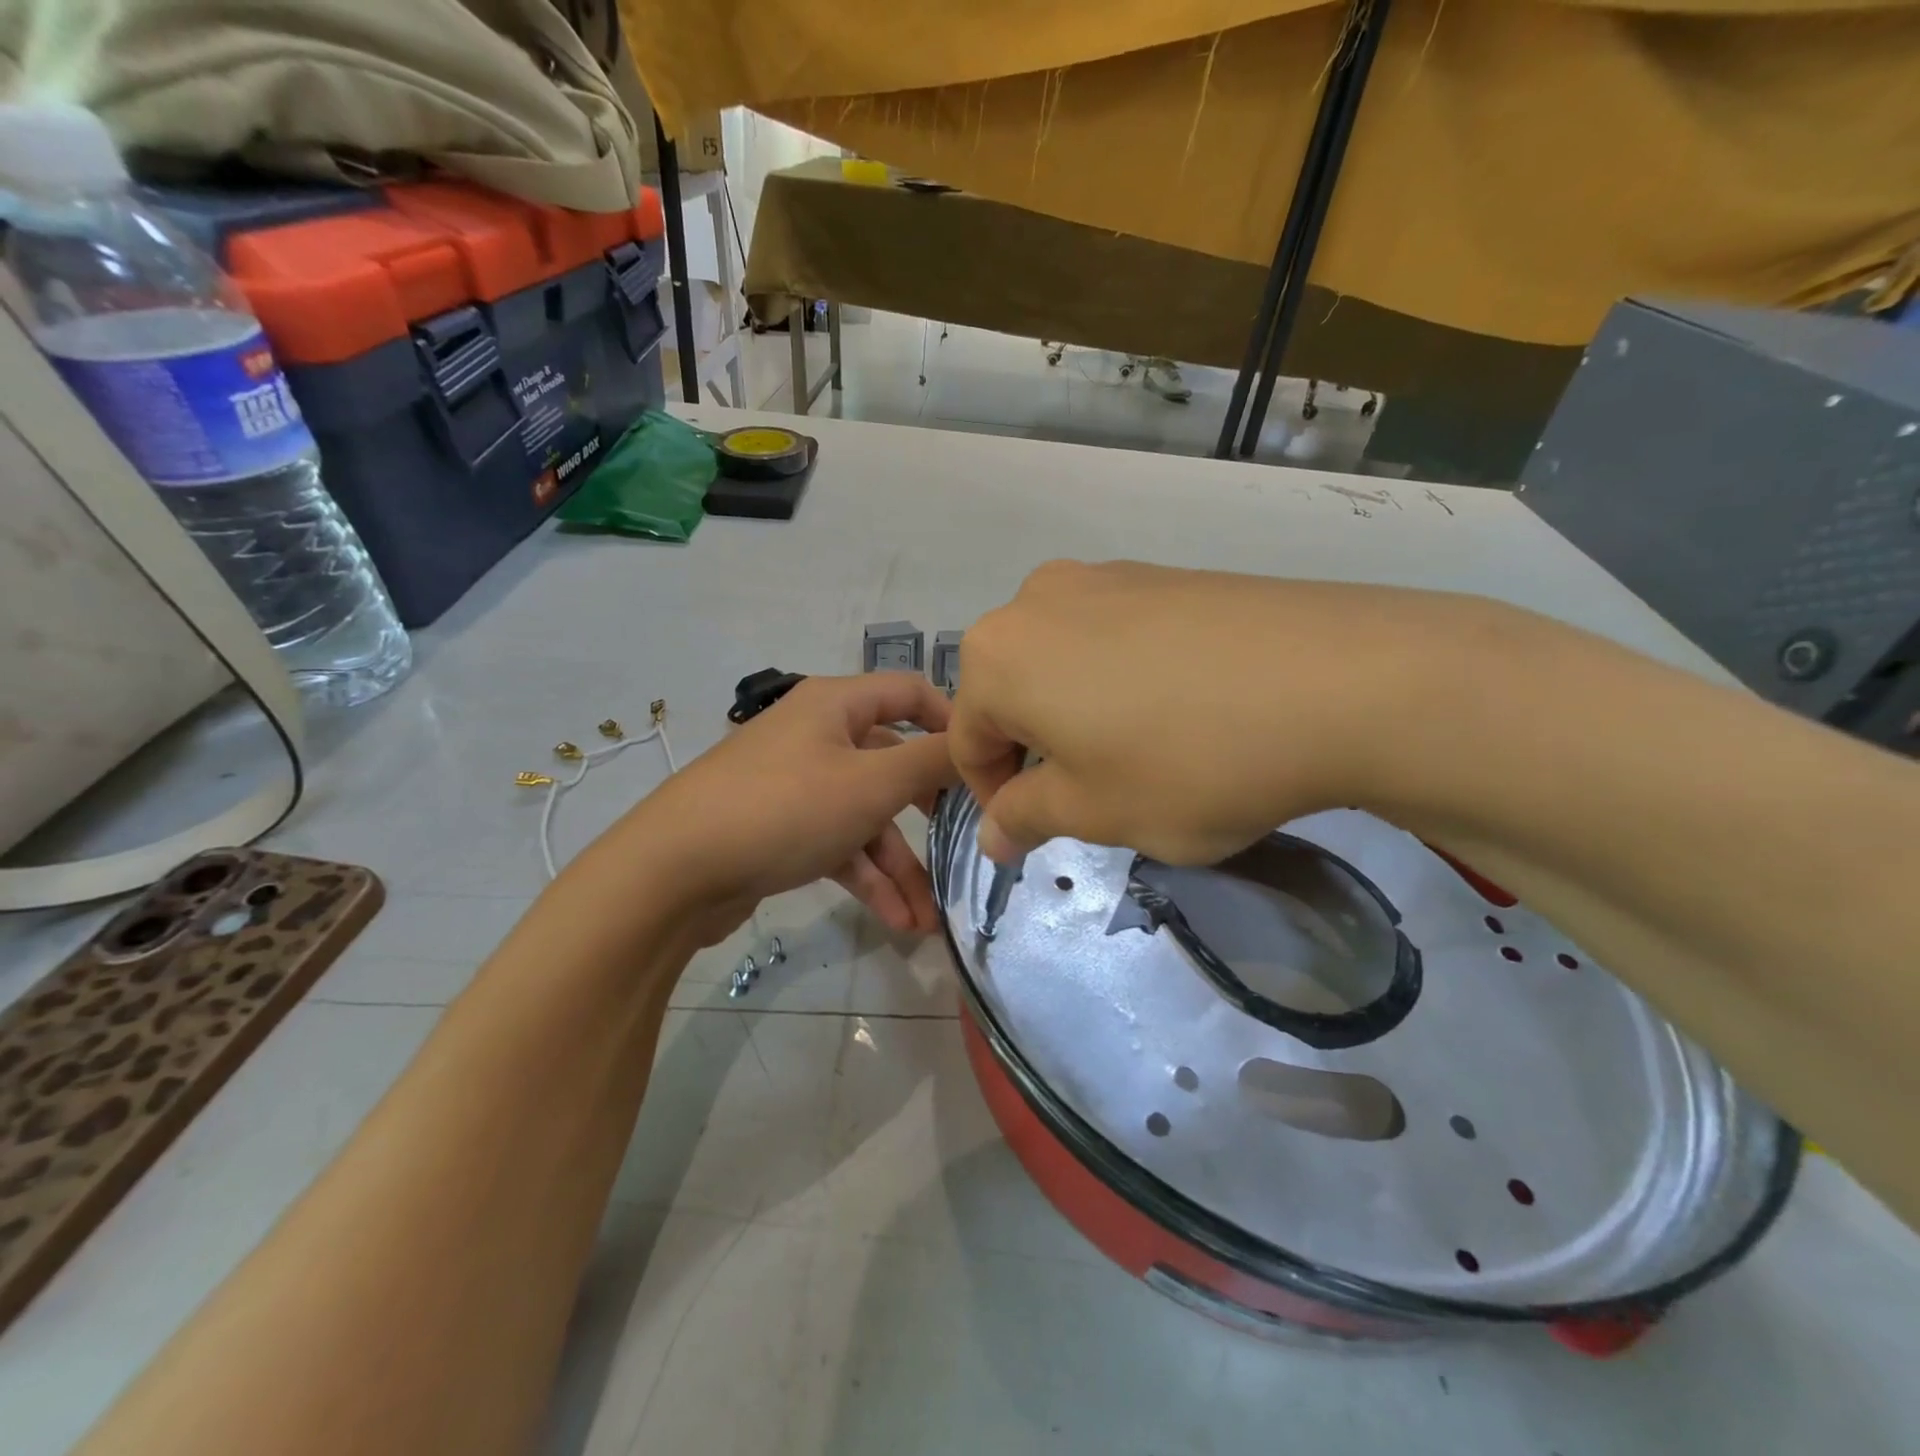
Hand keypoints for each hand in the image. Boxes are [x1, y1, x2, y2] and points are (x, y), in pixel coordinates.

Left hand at [627, 673, 957, 940]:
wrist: (673, 872)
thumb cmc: (783, 808)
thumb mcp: (871, 783)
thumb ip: (932, 762)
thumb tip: (978, 744)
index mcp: (836, 704)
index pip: (910, 692)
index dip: (952, 722)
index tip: (986, 763)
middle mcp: (817, 735)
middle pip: (892, 763)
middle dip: (929, 814)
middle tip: (966, 843)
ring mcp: (797, 784)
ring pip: (866, 816)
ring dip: (899, 866)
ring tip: (928, 921)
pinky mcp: (781, 829)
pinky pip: (838, 845)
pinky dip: (866, 878)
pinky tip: (898, 922)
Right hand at [949, 560, 1456, 863]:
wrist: (1339, 681)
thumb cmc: (1186, 761)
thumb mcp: (1094, 811)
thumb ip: (1027, 819)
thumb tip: (994, 834)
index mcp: (998, 656)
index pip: (966, 739)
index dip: (992, 796)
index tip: (1032, 834)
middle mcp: (1036, 600)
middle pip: (1011, 693)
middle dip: (1035, 751)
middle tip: (1089, 798)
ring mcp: (1105, 577)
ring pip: (1062, 663)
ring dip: (1078, 714)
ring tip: (1138, 754)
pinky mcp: (1163, 573)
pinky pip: (1113, 637)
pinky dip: (1121, 681)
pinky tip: (1179, 710)